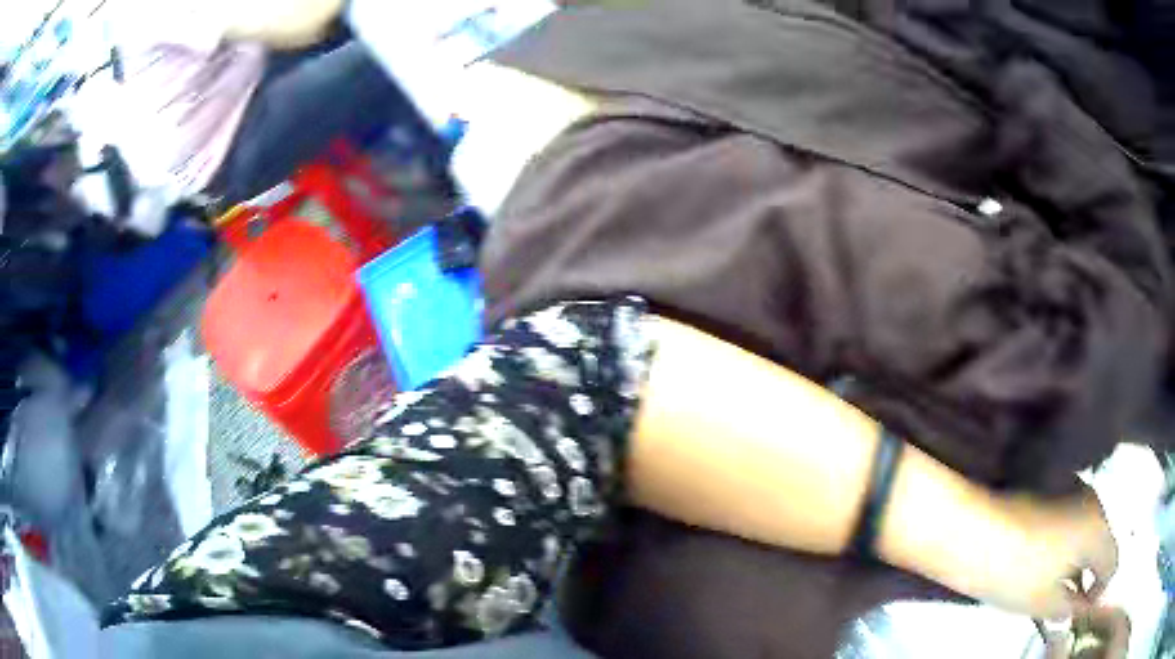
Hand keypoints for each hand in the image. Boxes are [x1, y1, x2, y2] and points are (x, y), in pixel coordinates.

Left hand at [974, 487, 1116, 620]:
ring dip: (1080, 556)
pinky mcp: (1056, 484)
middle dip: (1090, 572)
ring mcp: (1076, 487)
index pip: (1113, 561)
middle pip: (1103, 542)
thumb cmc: (1017, 574)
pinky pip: (1074, 516)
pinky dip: (1069, 540)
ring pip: (1089, 528)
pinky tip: (1047, 559)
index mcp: (1098, 529)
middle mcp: (1094, 501)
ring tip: (1056, 583)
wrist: (978, 533)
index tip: (1080, 610)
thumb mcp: (1046, 602)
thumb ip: (1070, 607)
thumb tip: (1079, 608)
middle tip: (1068, 598)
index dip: (1099, 591)